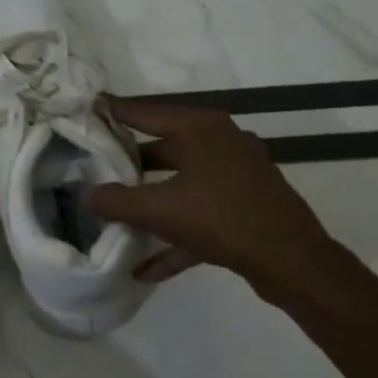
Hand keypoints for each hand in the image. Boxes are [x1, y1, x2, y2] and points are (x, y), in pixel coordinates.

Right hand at [86, 100, 340, 300]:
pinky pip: (201, 215)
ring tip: (116, 215)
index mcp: (201, 129)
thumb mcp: (159, 210)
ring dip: (151, 204)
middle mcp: (220, 143)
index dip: (114, 112)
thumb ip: (116, 201)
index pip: (146, 112)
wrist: (292, 262)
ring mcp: (237, 175)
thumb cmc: (221, 218)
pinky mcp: (246, 206)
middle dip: (129, 164)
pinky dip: (176, 236)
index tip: (87, 109)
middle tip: (95, 168)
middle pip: (163, 149)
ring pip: (182, 184)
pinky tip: (147, 269)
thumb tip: (85, 195)